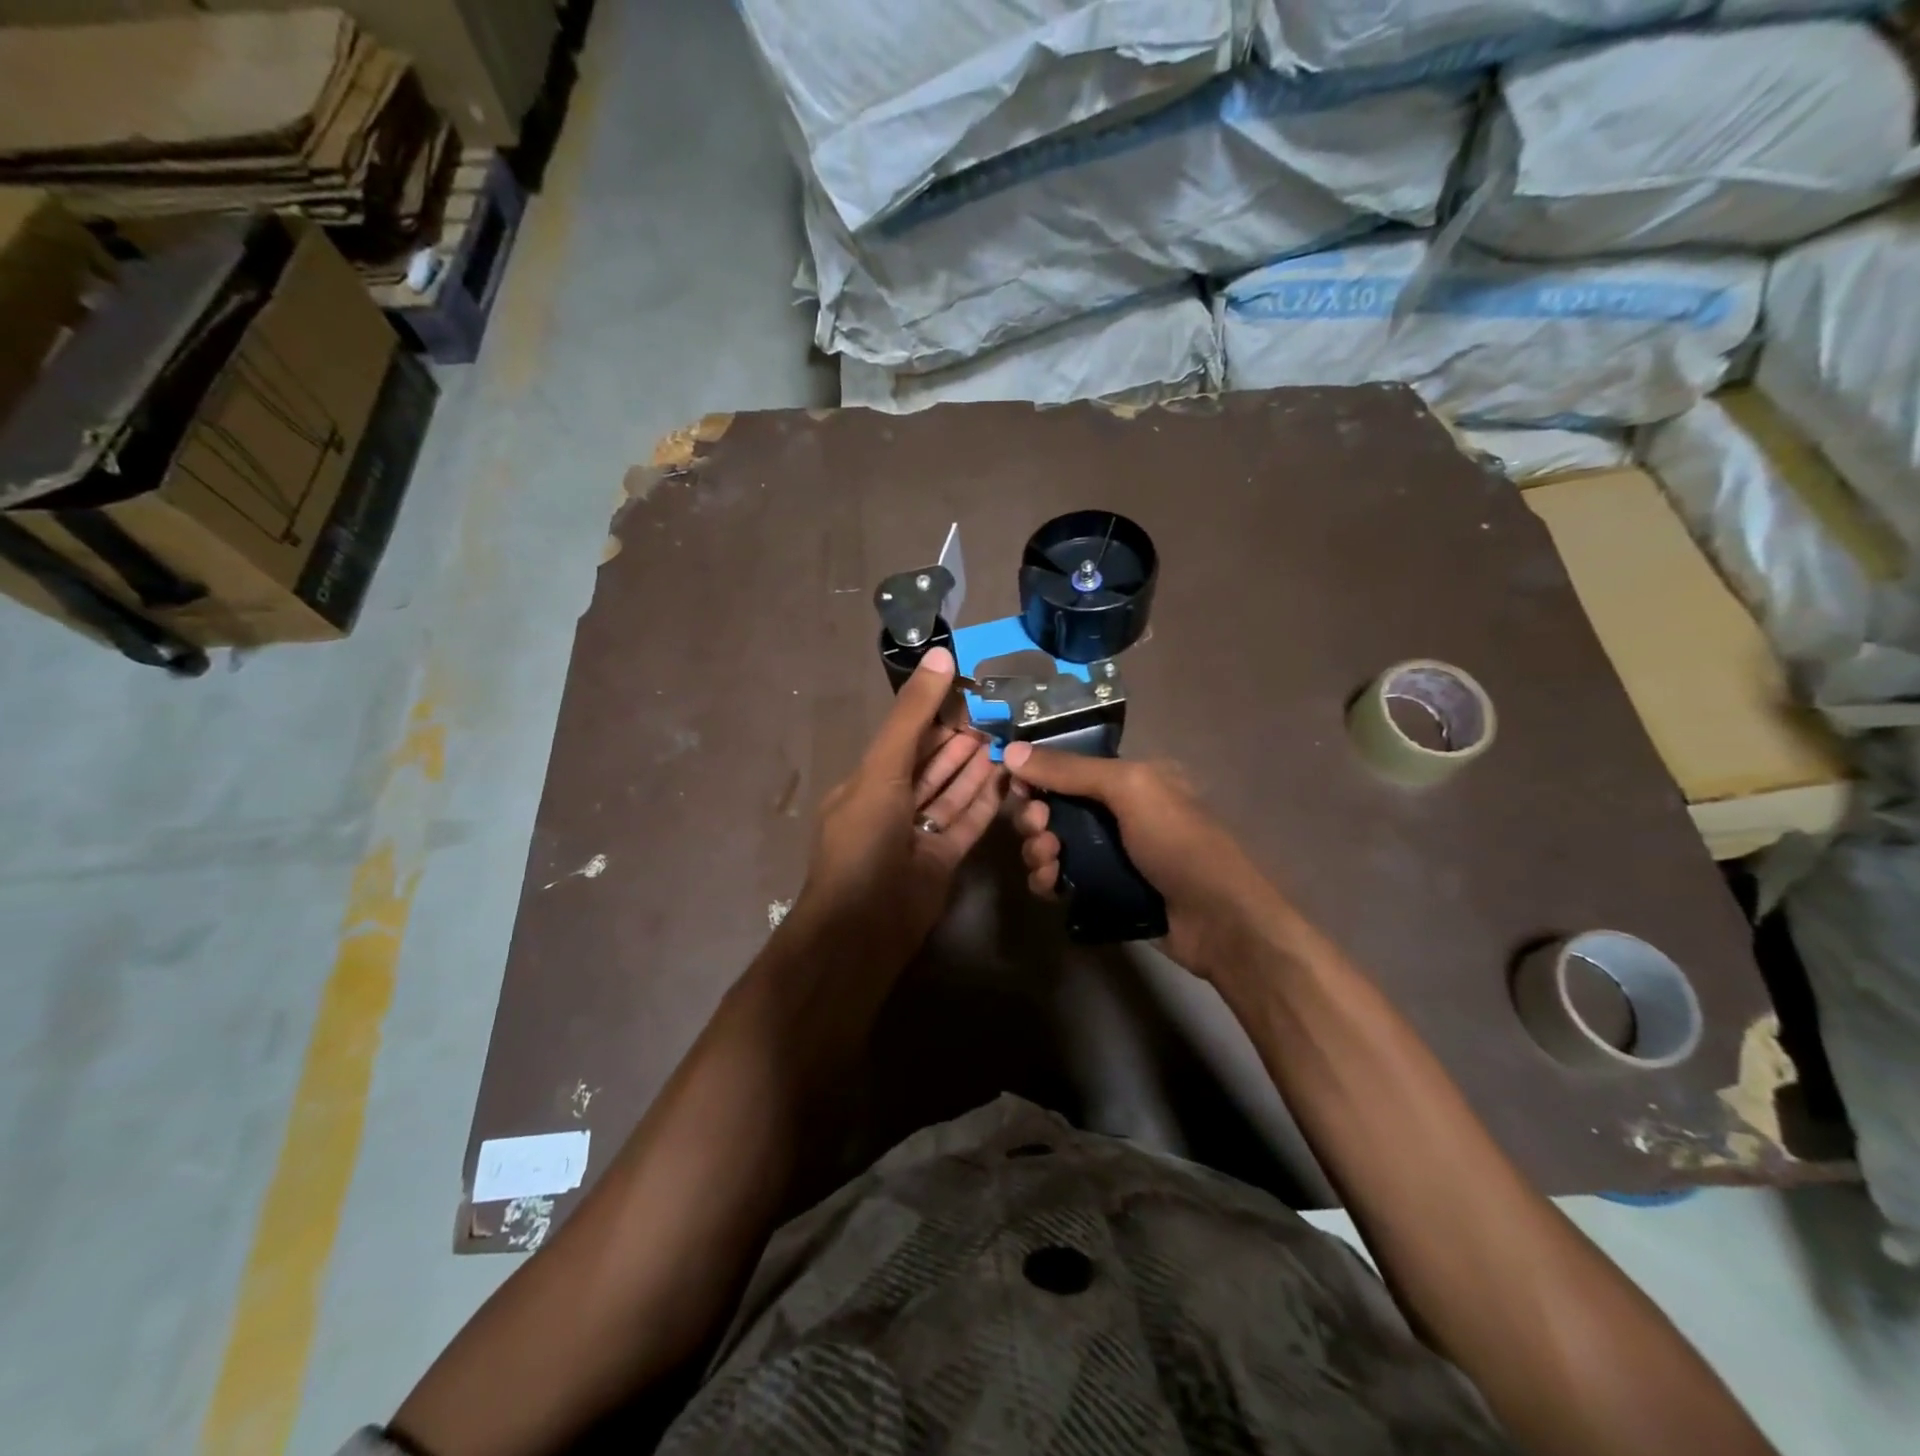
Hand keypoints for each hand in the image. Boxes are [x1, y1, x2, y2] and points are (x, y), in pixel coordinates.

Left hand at [794, 647, 1004, 955]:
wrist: (864, 928)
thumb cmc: (865, 842)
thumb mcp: (882, 771)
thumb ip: (912, 716)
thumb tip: (940, 656)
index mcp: (867, 783)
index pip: (905, 739)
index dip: (935, 715)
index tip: (969, 693)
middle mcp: (891, 806)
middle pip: (930, 765)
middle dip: (959, 741)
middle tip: (997, 716)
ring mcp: (917, 835)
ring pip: (950, 793)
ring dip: (975, 768)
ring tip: (1006, 741)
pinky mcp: (942, 859)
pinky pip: (966, 823)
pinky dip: (985, 801)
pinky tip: (1007, 778)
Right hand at [1003, 743, 1296, 981]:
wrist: (1218, 920)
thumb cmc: (1179, 842)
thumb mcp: (1130, 790)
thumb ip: (1070, 770)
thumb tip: (1011, 751)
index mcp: (1128, 778)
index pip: (1068, 766)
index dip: (1037, 773)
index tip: (1016, 785)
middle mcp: (1115, 811)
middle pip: (1053, 805)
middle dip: (1034, 815)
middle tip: (1039, 828)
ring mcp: (1107, 853)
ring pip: (1050, 843)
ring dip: (1037, 848)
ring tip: (1048, 859)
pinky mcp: (1100, 890)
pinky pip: (1058, 878)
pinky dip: (1047, 879)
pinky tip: (1051, 885)